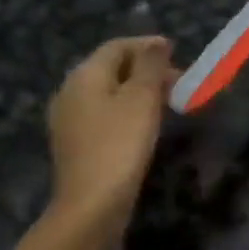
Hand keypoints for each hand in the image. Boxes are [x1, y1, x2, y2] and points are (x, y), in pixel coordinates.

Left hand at [47, 36, 175, 233]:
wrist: (91, 206)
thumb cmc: (120, 145)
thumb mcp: (142, 98)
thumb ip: (150, 65)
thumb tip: (157, 43)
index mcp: (84, 75)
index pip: (117, 46)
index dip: (148, 46)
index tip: (178, 53)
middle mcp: (70, 91)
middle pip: (111, 68)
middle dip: (146, 70)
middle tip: (178, 82)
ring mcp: (69, 120)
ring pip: (109, 93)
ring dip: (139, 91)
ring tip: (168, 102)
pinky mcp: (76, 144)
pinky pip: (104, 115)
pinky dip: (127, 111)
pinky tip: (146, 125)